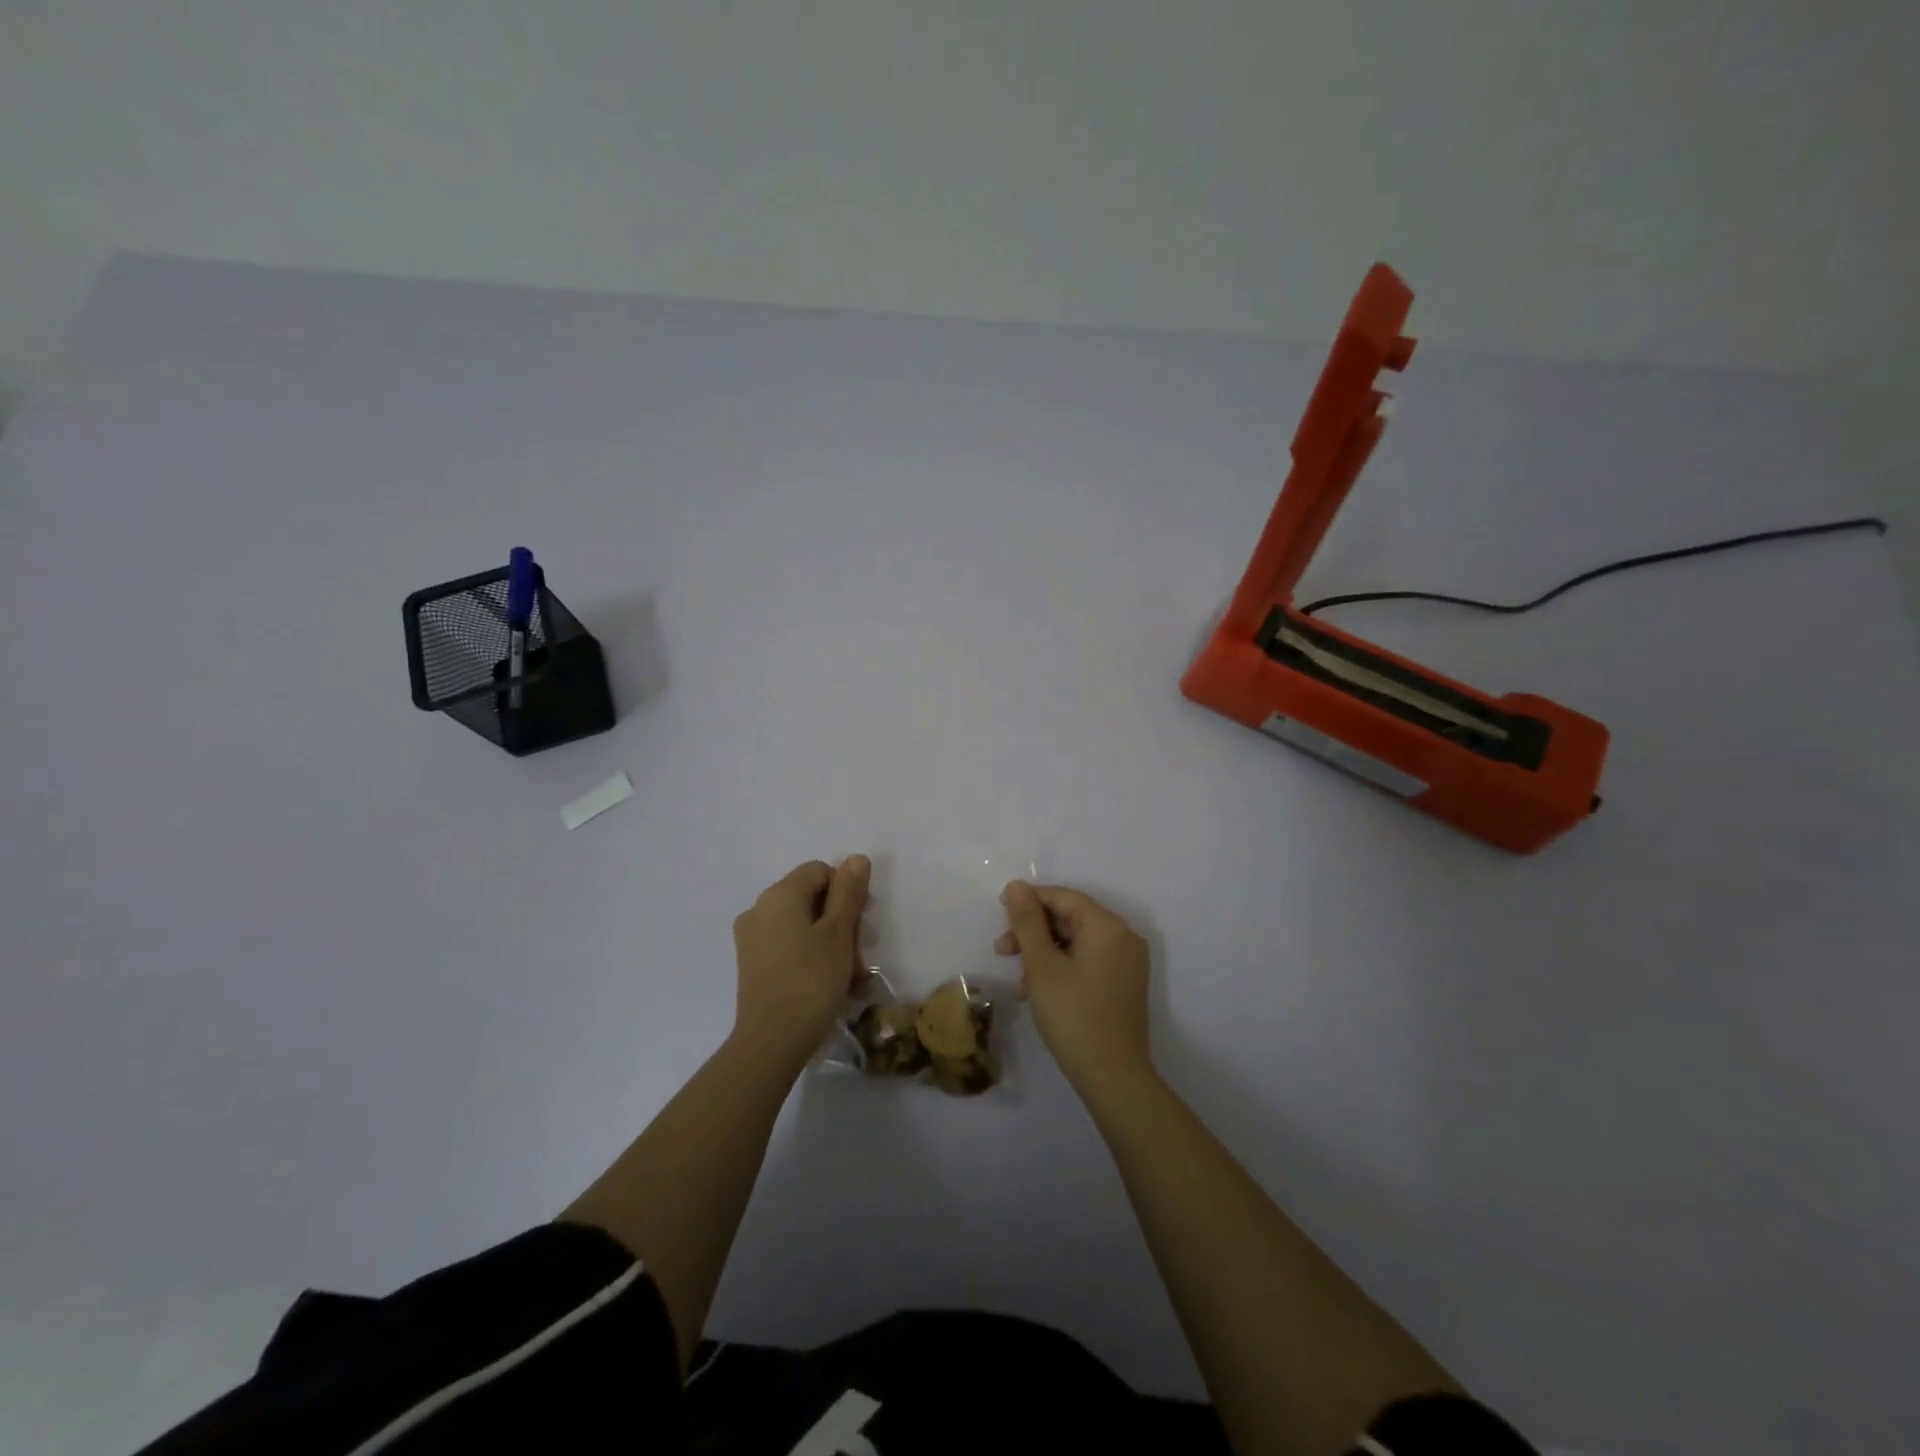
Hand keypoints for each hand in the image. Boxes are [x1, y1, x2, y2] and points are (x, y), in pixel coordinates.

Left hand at [731, 856, 870, 1073]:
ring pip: (804, 928)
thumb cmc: (811, 980)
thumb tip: (855, 858)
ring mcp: (753, 939)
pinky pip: (791, 949)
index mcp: (779, 895)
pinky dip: (815, 960)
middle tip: (864, 954)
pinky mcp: (754, 966)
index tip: (864, 922)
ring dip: (835, 946)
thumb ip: (848, 892)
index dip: (847, 890)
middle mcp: (760, 910)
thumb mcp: (839, 933)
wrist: (770, 1042)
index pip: (820, 871)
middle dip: (844, 923)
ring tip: (856, 979)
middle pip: (812, 900)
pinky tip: (838, 988)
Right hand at [995, 881, 1152, 1096]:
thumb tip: (1016, 885)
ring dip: (1042, 951)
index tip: (999, 912)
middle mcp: (1123, 937)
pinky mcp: (1122, 984)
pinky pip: (1087, 961)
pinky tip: (1034, 990)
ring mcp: (1126, 962)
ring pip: (1076, 941)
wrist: (1114, 1078)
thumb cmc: (1073, 1016)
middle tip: (1001, 949)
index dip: (1029, 900)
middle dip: (1033, 930)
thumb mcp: (1042, 966)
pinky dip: (1060, 967)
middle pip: (1070, 918)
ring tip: (1016, 976)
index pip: (1064, 897)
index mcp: (1107, 926)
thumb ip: (1028, 922)